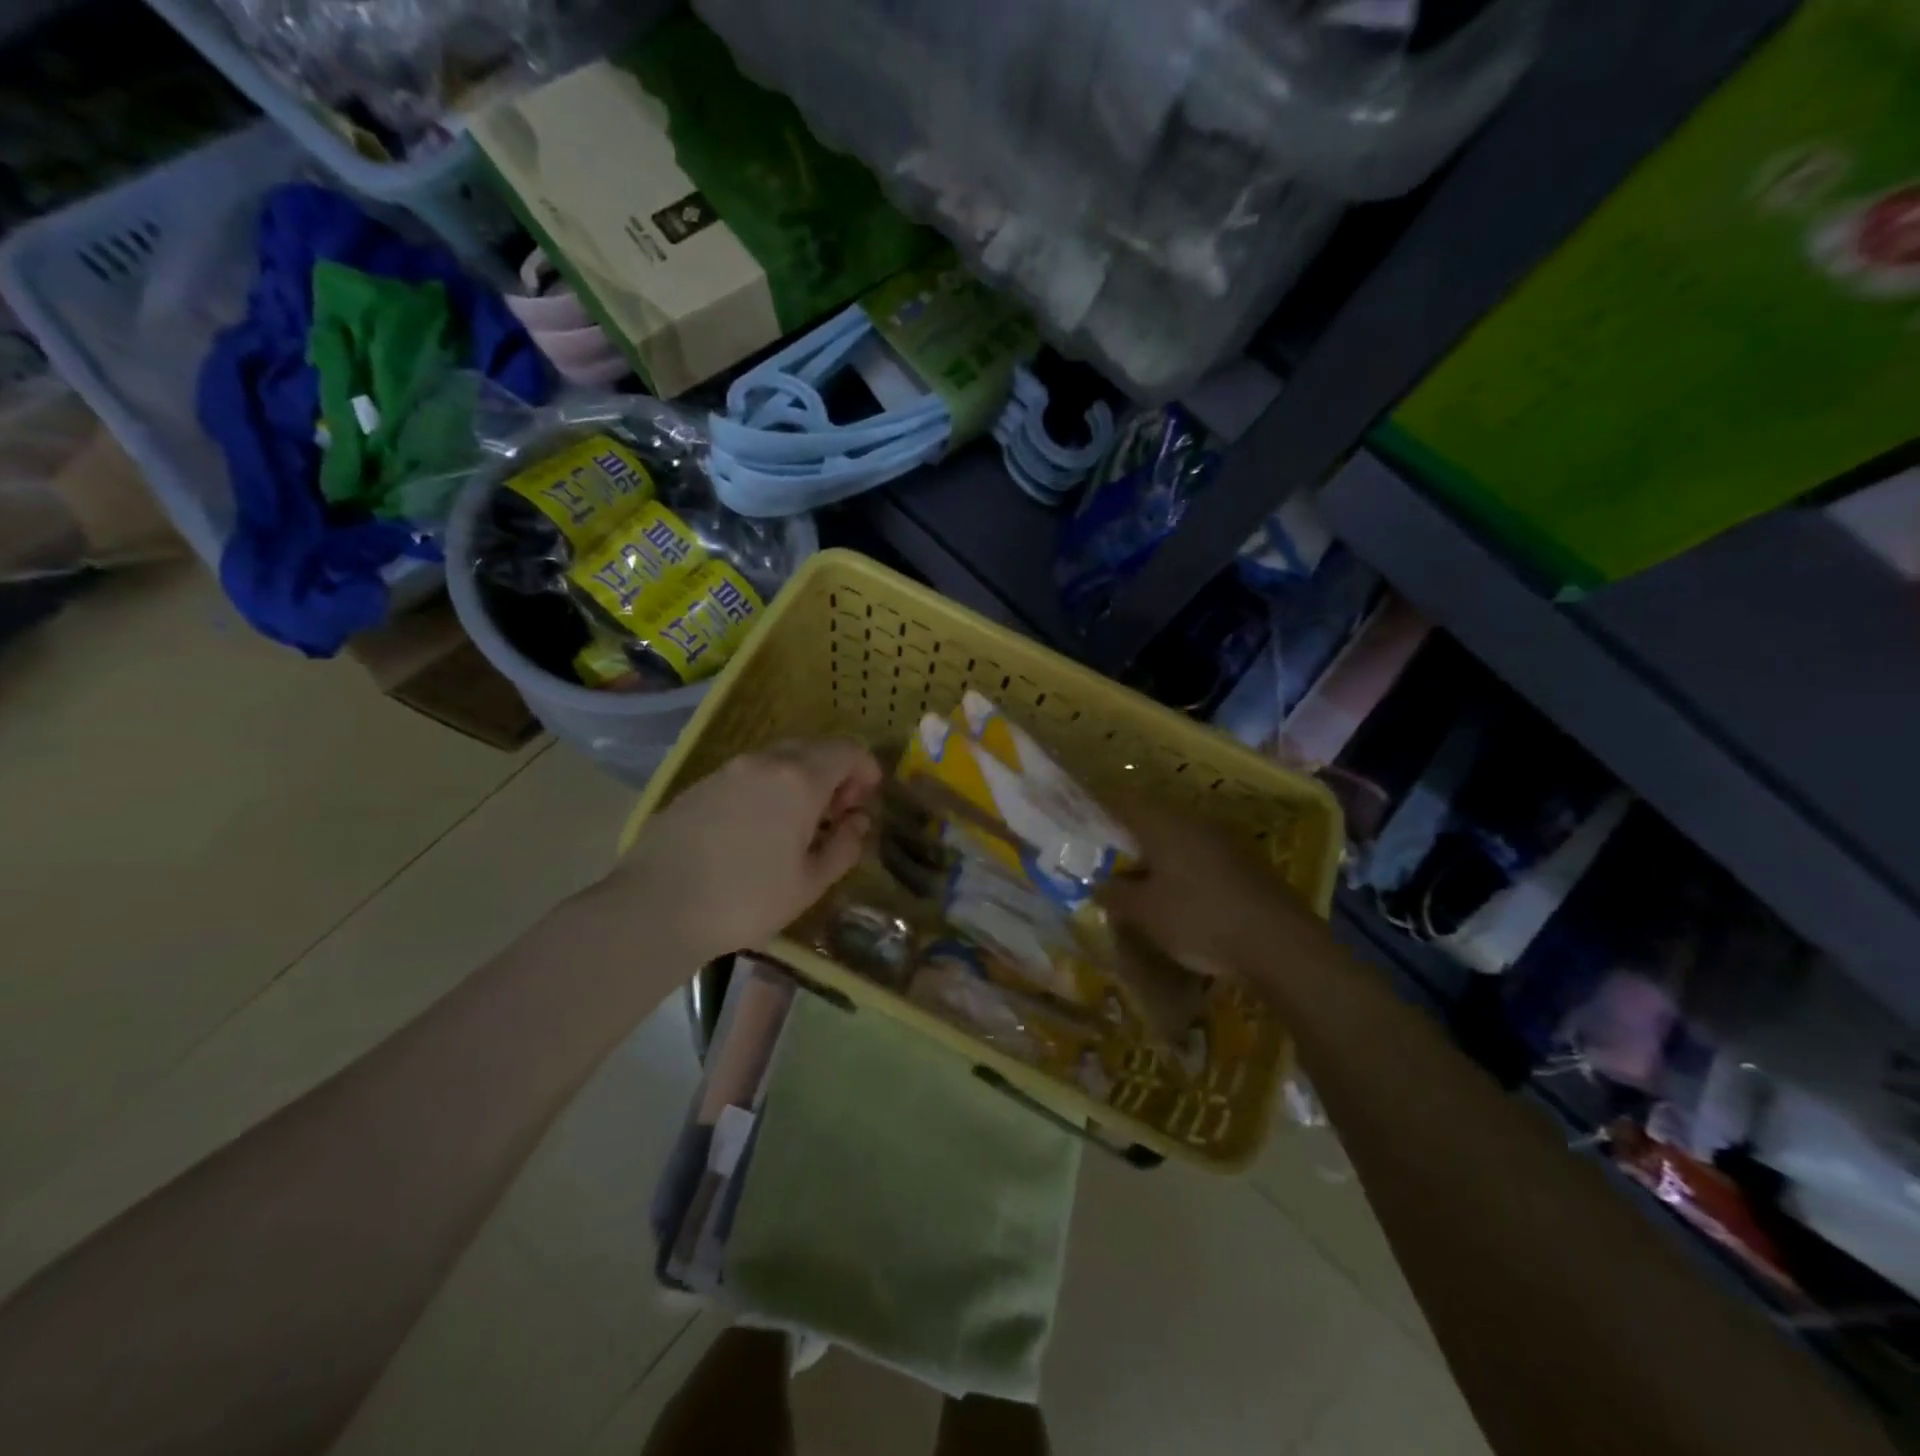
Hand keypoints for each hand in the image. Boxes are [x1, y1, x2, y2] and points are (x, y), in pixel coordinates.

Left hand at [601, 739, 882, 964]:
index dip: (866, 770)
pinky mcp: (699, 785)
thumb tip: (858, 823)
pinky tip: (758, 827)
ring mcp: (728, 770)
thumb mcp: (809, 883)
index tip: (867, 800)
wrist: (654, 907)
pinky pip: (748, 774)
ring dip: (800, 779)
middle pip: (813, 749)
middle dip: (834, 773)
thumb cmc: (745, 900)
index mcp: (800, 780)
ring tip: (798, 824)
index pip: (847, 751)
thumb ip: (843, 848)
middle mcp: (765, 762)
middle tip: (837, 814)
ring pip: (779, 759)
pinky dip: (768, 787)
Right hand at [1101, 793, 1319, 982]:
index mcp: (1162, 823)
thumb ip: (1115, 894)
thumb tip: (1098, 884)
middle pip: (1150, 817)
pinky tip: (1177, 892)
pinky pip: (1199, 854)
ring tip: (1138, 877)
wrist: (1280, 944)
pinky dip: (1181, 866)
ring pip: (1177, 836)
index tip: (1080, 816)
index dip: (1099, 806)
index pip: (1122, 801)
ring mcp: (1223, 839)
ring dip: (1156, 852)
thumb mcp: (1145, 913)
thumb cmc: (1200, 919)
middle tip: (1105, 855)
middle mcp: (1192, 821)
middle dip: (1127, 834)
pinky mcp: (1244, 861)